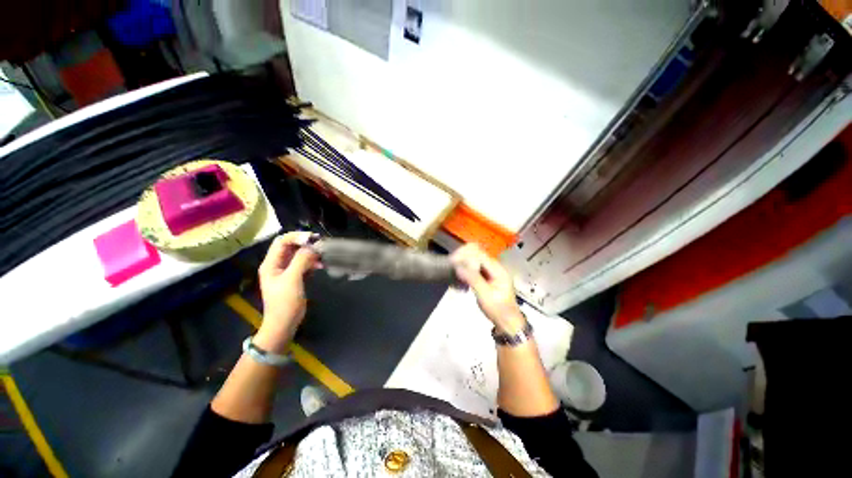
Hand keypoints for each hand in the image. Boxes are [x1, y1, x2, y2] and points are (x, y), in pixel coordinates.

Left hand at [255, 231, 318, 352]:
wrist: (284, 324)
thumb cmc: (285, 302)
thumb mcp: (292, 280)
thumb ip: (301, 261)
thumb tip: (312, 247)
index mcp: (271, 263)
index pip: (282, 242)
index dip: (297, 237)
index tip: (314, 238)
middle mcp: (277, 264)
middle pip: (290, 247)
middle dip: (305, 244)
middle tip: (321, 244)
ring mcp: (285, 271)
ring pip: (298, 255)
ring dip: (310, 254)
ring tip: (323, 256)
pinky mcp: (294, 278)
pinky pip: (303, 264)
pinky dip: (312, 263)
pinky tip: (321, 266)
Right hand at [451, 244, 524, 333]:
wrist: (507, 322)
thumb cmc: (498, 310)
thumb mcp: (485, 295)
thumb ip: (473, 279)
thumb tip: (458, 267)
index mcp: (498, 270)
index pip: (481, 255)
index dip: (466, 255)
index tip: (454, 261)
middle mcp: (495, 267)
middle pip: (477, 254)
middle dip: (464, 257)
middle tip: (452, 265)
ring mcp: (491, 271)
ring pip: (475, 260)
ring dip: (464, 263)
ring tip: (454, 270)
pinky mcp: (486, 276)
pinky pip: (474, 267)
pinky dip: (466, 269)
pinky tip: (460, 276)